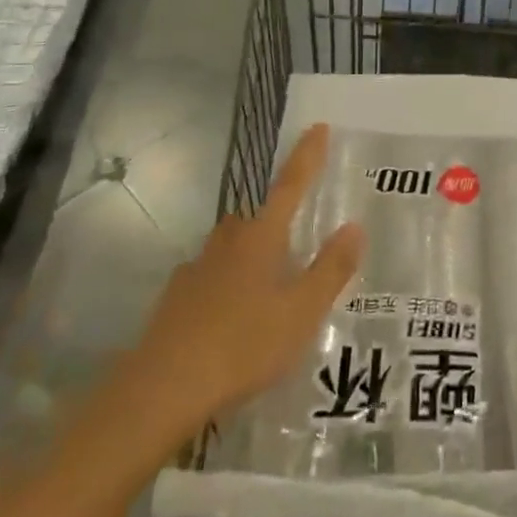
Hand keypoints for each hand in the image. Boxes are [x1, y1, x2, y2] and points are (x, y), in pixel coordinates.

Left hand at [103, 123, 363, 459]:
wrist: (161, 389)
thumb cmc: (243, 345)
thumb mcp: (301, 312)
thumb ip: (331, 269)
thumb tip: (354, 226)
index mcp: (262, 237)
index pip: (291, 185)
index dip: (307, 156)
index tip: (318, 127)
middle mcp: (228, 242)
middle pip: (258, 218)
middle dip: (277, 223)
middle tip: (297, 245)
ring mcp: (197, 269)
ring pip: (232, 249)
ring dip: (251, 257)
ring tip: (268, 290)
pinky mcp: (175, 299)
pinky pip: (210, 279)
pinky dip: (226, 287)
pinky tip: (232, 318)